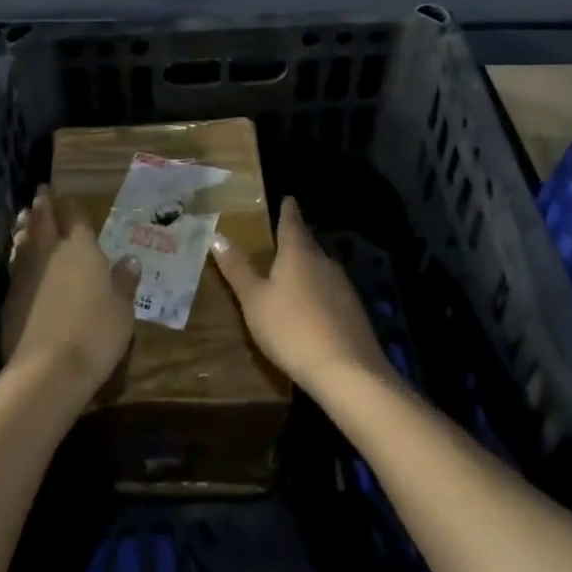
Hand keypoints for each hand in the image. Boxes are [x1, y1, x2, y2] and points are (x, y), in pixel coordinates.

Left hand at [0, 186, 140, 402]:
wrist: (47, 370)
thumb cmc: (95, 334)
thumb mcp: (122, 311)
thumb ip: (124, 282)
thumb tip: (130, 259)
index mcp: (82, 249)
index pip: (75, 218)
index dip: (71, 207)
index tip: (66, 197)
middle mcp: (52, 252)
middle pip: (44, 221)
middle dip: (43, 205)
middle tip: (41, 193)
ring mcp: (27, 273)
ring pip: (24, 239)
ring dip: (25, 226)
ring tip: (24, 217)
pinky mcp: (10, 296)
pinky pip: (14, 263)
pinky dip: (16, 253)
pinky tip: (17, 256)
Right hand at [210, 197, 392, 395]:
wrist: (348, 372)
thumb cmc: (292, 329)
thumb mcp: (255, 301)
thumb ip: (238, 269)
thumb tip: (217, 235)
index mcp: (298, 253)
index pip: (291, 222)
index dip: (288, 210)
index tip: (288, 198)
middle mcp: (323, 262)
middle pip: (308, 245)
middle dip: (295, 241)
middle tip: (281, 238)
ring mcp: (343, 287)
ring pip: (320, 269)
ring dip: (307, 268)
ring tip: (292, 274)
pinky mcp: (354, 313)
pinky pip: (330, 293)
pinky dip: (318, 293)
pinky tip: (311, 308)